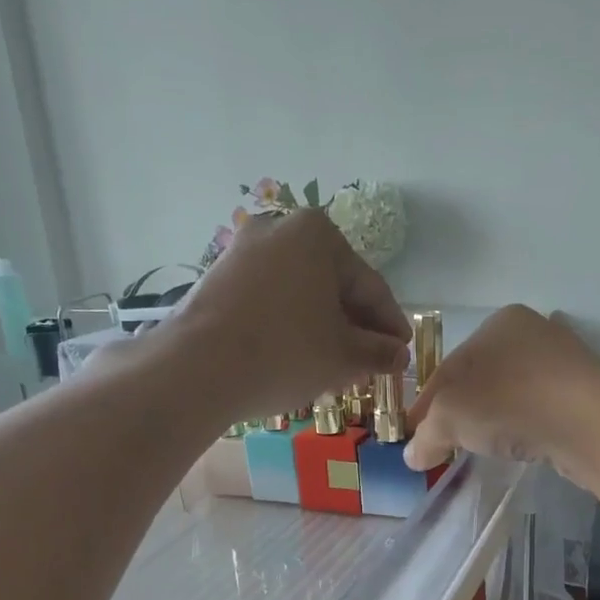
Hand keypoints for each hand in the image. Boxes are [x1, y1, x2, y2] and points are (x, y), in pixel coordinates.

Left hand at [169, 208, 411, 420]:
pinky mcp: (219, 278)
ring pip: (301, 295)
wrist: (198, 368)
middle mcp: (280, 229)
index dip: (390, 325)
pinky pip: (271, 301)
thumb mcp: (344, 356)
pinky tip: (300, 359)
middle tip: (370, 365)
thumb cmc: (285, 352)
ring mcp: (244, 251)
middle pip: (333, 287)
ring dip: (324, 330)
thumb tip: (399, 355)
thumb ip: (379, 352)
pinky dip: (291, 326)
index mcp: (319, 235)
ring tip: (337, 370)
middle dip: (355, 329)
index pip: (370, 286)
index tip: (402, 352)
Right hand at [404, 305, 599, 484]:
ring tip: (479, 446)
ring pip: (510, 393)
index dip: (425, 405)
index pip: (447, 367)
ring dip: (490, 418)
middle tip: (443, 443)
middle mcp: (532, 332)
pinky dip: (522, 424)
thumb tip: (413, 456)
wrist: (589, 423)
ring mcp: (563, 361)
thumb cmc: (510, 403)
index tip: (414, 434)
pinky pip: (538, 408)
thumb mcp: (450, 417)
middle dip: (458, 410)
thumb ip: (426, 436)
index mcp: (497, 323)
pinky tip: (517, 443)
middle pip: (478, 379)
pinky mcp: (584, 391)